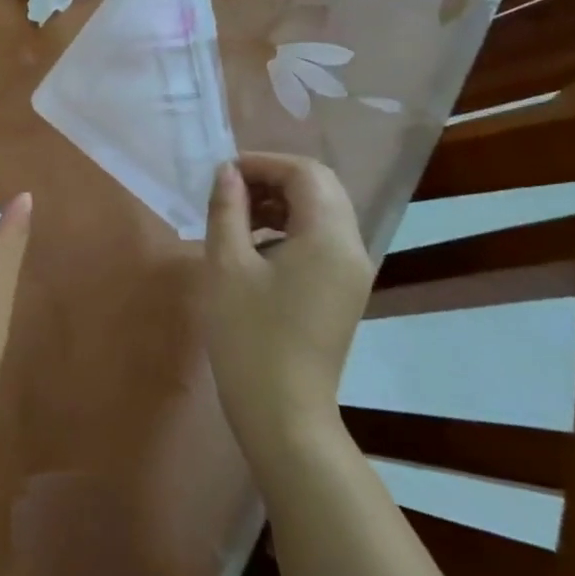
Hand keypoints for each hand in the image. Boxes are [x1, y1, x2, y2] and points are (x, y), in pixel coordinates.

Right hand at [202, 154, 371, 438]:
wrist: (282, 411)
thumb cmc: (248, 334)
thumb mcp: (226, 264)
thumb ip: (227, 209)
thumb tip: (226, 173)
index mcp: (328, 237)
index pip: (305, 173)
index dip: (262, 163)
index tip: (222, 174)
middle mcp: (351, 248)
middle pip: (320, 188)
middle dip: (272, 180)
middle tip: (228, 192)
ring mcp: (352, 272)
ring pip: (321, 213)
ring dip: (280, 203)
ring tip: (236, 219)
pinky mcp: (343, 291)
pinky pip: (321, 240)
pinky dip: (289, 229)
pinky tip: (254, 249)